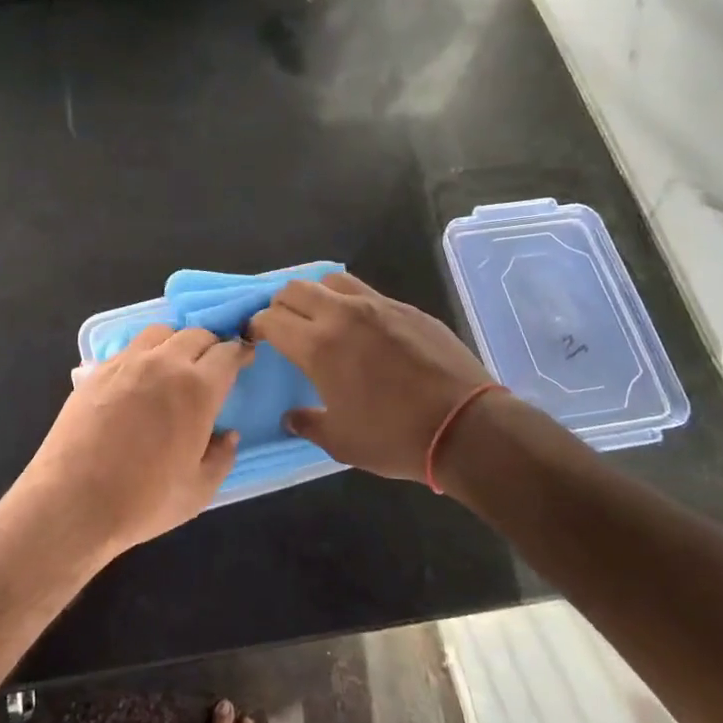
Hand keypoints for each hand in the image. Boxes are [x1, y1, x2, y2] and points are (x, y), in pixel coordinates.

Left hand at [13, 324, 251, 557]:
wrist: (73, 501)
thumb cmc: (143, 501)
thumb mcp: (198, 491)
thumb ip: (221, 458)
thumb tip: (227, 435)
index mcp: (197, 389)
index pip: (227, 354)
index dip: (240, 353)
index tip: (245, 358)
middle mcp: (164, 364)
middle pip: (196, 335)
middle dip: (211, 345)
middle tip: (213, 365)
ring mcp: (127, 363)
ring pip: (161, 332)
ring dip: (177, 342)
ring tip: (176, 364)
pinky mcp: (98, 370)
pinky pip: (130, 348)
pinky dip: (146, 353)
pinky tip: (141, 377)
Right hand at [247, 273, 493, 482]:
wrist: (465, 426)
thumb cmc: (394, 438)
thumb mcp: (341, 441)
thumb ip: (308, 423)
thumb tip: (292, 418)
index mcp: (318, 346)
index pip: (271, 318)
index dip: (257, 326)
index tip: (257, 339)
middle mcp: (342, 315)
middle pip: (295, 289)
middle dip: (280, 305)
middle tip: (284, 327)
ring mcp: (378, 306)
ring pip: (331, 281)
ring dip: (316, 295)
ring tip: (321, 319)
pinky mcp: (406, 308)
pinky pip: (367, 293)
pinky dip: (351, 303)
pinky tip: (362, 329)